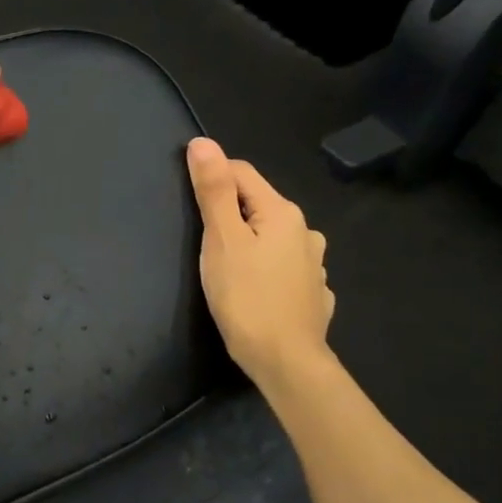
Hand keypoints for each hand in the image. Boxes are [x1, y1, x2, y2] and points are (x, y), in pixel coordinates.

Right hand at [186, 138, 334, 384]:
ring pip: (273, 238)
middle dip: (230, 213)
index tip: (188, 202)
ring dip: (251, 242)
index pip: (242, 173)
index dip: (212, 177)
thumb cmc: (246, 297)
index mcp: (282, 213)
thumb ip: (212, 191)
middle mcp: (305, 231)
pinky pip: (285, 268)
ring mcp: (313, 264)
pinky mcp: (312, 293)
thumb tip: (203, 142)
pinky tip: (255, 289)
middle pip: (258, 205)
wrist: (285, 360)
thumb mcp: (221, 240)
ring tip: (228, 266)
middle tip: (202, 241)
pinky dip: (267, 269)